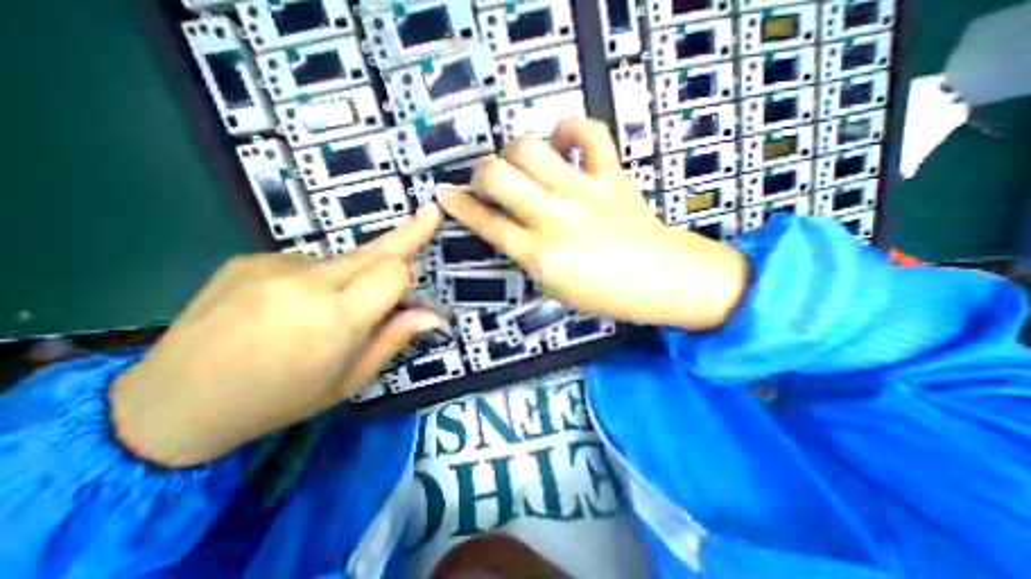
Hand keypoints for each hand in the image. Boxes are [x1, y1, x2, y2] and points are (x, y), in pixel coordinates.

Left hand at [113, 205, 442, 466]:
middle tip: (429, 214)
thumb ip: (394, 338)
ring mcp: (273, 265)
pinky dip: (315, 280)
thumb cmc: (279, 400)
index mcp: (334, 319)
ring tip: (319, 314)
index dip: (408, 276)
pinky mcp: (250, 259)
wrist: (171, 405)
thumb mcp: (350, 379)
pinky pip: (308, 263)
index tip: (417, 278)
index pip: (394, 272)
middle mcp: (306, 282)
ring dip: (350, 278)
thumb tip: (432, 314)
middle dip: (407, 234)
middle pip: (374, 250)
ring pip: (342, 260)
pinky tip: (287, 307)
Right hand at [435, 118, 750, 328]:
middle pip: (498, 176)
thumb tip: (506, 226)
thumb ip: (526, 255)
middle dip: (481, 174)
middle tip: (489, 182)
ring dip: (514, 152)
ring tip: (523, 164)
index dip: (458, 206)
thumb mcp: (553, 286)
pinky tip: (562, 141)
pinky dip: (570, 128)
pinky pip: (589, 133)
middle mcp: (555, 219)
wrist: (662, 280)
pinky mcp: (612, 175)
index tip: (442, 193)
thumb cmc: (605, 293)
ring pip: (529, 148)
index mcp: (540, 255)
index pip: (486, 224)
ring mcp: (584, 192)